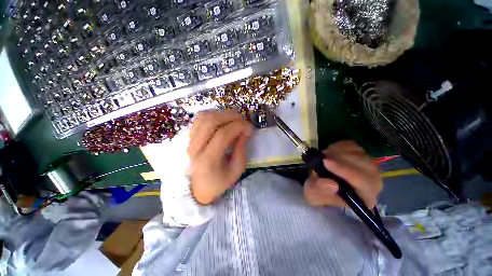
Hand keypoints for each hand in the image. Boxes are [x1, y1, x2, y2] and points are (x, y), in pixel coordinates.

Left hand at [187, 110, 253, 204]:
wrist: (198, 187)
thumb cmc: (219, 182)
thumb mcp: (236, 170)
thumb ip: (241, 149)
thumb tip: (245, 131)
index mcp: (208, 160)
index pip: (223, 134)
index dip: (239, 127)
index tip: (250, 128)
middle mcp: (195, 147)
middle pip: (212, 121)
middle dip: (232, 117)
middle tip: (243, 121)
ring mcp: (189, 140)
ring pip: (205, 117)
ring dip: (222, 114)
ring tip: (234, 119)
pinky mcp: (189, 137)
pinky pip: (200, 118)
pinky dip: (213, 114)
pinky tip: (222, 119)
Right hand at [304, 141, 381, 208]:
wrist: (320, 182)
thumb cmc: (319, 192)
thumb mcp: (313, 195)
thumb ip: (320, 191)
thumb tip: (331, 184)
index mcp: (364, 198)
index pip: (363, 183)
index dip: (345, 171)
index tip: (325, 162)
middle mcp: (373, 182)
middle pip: (364, 166)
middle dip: (340, 159)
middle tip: (321, 158)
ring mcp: (368, 166)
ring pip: (357, 153)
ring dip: (337, 152)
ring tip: (323, 158)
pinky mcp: (360, 154)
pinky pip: (352, 145)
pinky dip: (338, 146)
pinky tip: (329, 153)